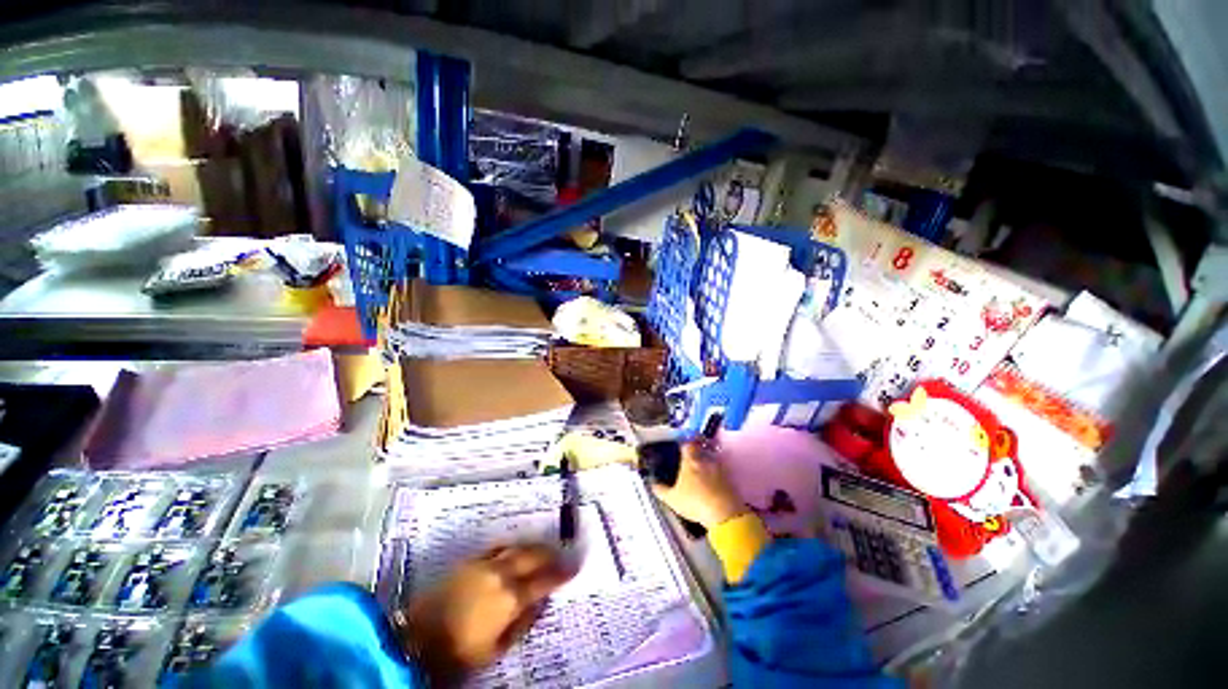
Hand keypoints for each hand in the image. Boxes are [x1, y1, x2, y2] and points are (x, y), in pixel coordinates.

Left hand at [401, 544, 574, 686]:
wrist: (417, 637)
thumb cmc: (461, 651)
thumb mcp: (497, 647)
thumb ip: (523, 622)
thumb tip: (540, 602)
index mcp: (511, 596)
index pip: (544, 579)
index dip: (561, 573)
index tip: (574, 569)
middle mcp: (502, 573)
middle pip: (534, 556)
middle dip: (550, 555)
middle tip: (562, 556)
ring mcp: (485, 563)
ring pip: (518, 547)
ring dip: (534, 548)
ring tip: (544, 550)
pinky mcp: (471, 560)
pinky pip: (499, 548)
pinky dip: (512, 547)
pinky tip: (515, 550)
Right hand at [651, 442, 747, 529]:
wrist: (724, 514)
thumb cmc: (694, 502)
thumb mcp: (672, 499)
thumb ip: (661, 490)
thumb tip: (653, 484)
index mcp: (690, 460)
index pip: (687, 443)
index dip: (683, 443)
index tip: (680, 445)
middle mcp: (705, 459)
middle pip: (700, 447)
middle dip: (695, 449)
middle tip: (689, 455)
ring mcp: (719, 467)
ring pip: (711, 457)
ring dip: (705, 460)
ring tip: (700, 468)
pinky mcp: (730, 477)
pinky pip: (720, 469)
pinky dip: (715, 471)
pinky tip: (711, 480)